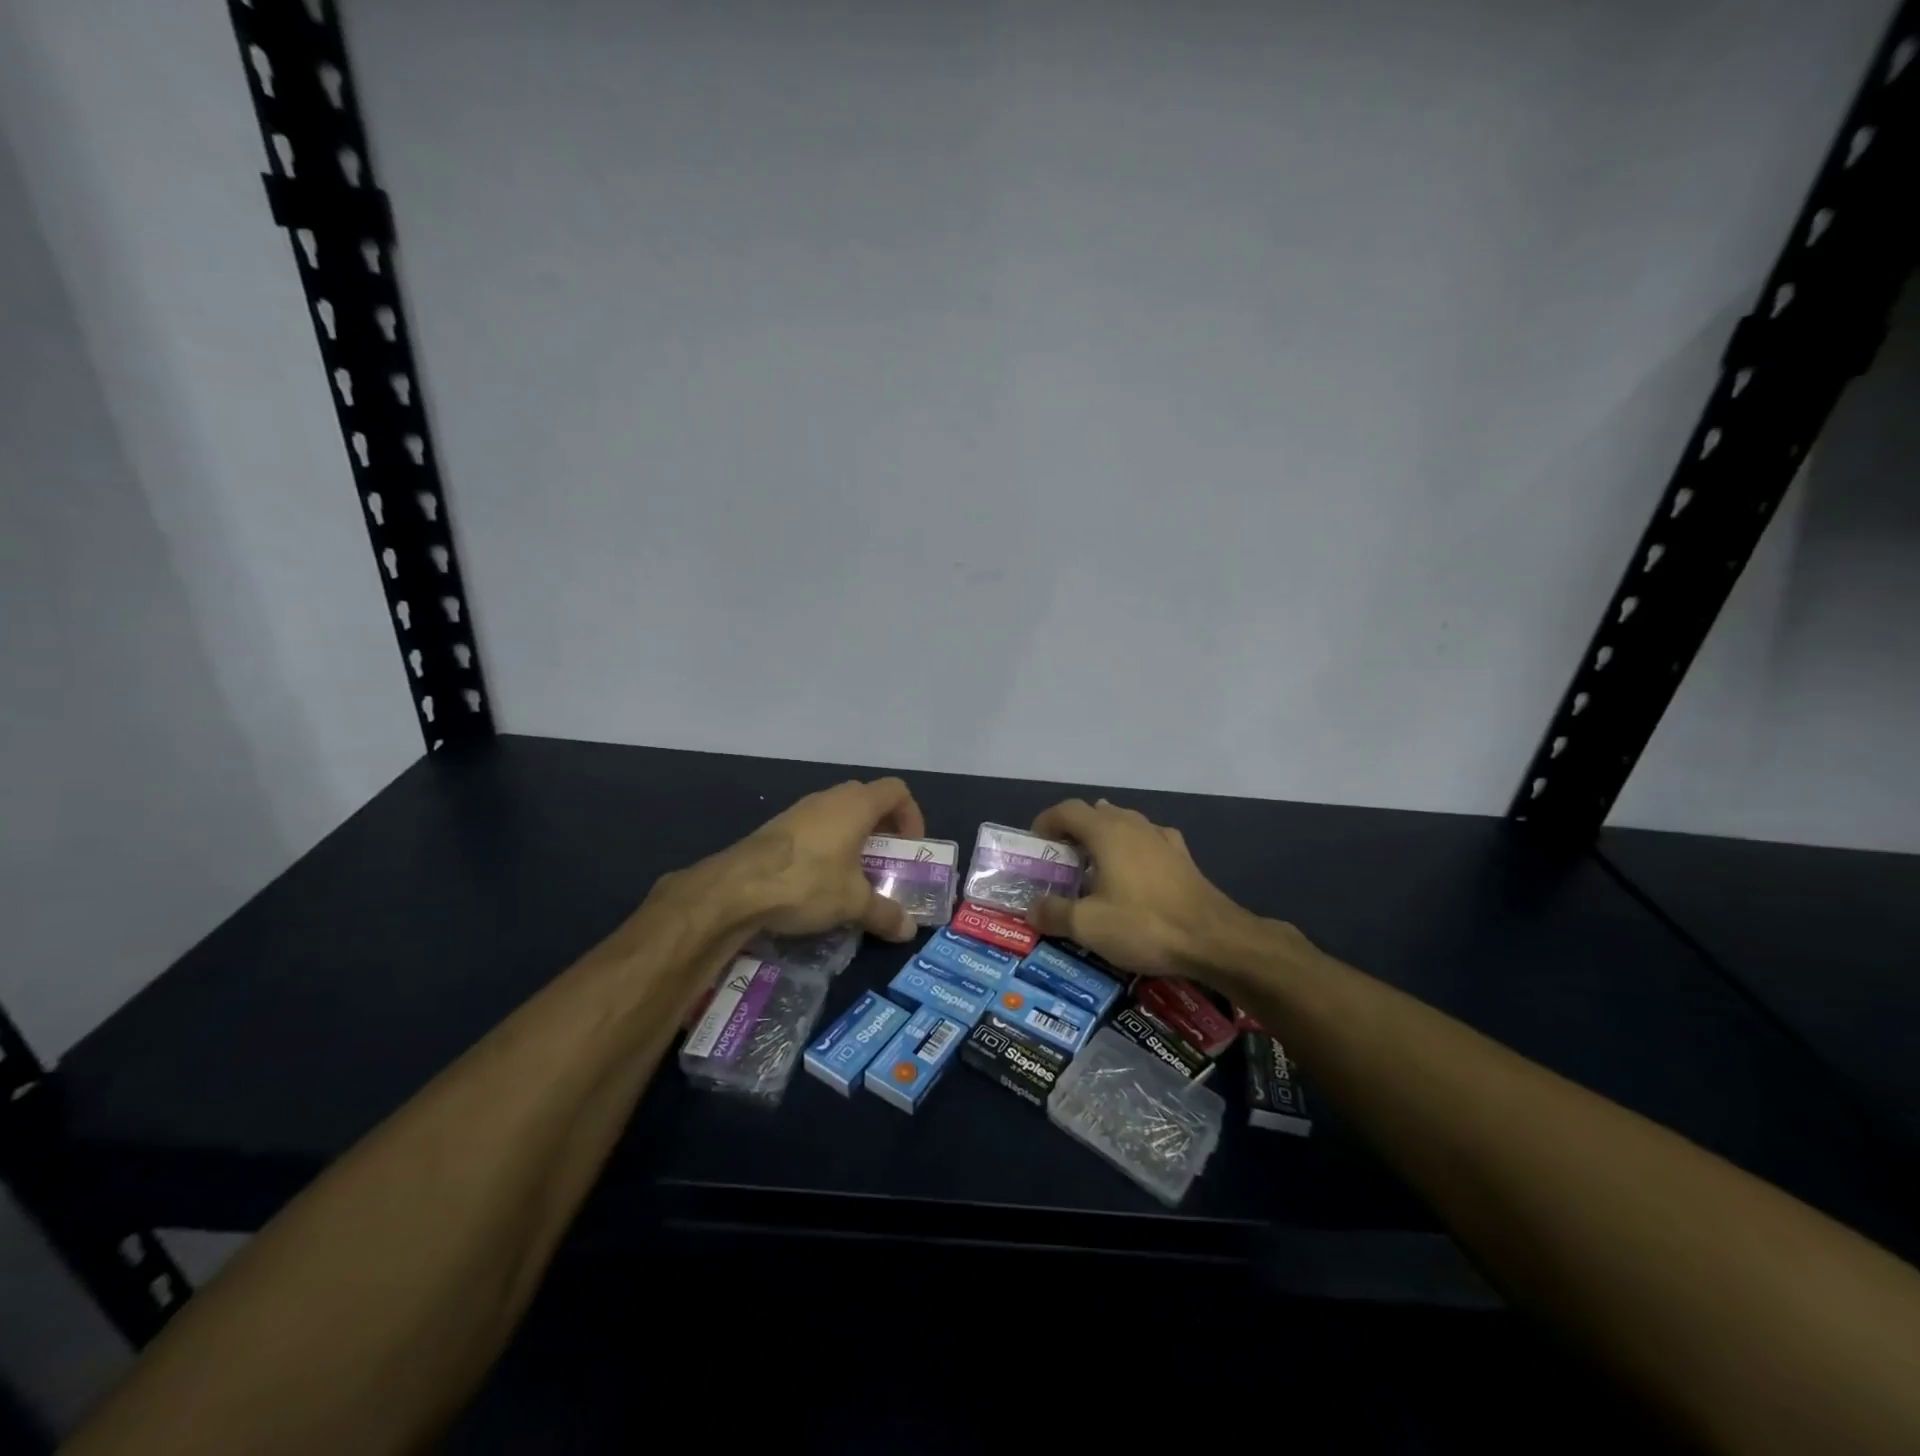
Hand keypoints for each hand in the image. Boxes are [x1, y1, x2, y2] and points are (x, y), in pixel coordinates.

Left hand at [724, 778, 926, 942]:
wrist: (737, 887)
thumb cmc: (808, 882)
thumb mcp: (853, 903)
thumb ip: (885, 913)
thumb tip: (909, 931)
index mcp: (857, 805)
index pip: (896, 791)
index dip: (911, 815)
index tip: (910, 847)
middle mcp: (830, 798)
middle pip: (868, 800)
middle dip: (883, 830)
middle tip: (886, 862)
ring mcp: (801, 810)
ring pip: (839, 814)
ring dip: (853, 838)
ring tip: (854, 875)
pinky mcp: (778, 827)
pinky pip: (815, 828)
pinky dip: (827, 846)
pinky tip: (819, 880)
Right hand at [1026, 797, 1259, 979]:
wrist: (1213, 938)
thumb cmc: (1145, 924)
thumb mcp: (1089, 925)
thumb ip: (1054, 913)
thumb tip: (1031, 908)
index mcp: (1106, 832)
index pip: (1067, 810)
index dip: (1046, 822)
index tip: (1035, 845)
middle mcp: (1133, 824)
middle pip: (1094, 813)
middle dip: (1073, 831)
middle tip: (1060, 861)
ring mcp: (1161, 837)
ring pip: (1123, 824)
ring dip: (1102, 839)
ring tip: (1092, 868)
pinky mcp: (1181, 856)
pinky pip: (1147, 841)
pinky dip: (1131, 850)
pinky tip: (1133, 873)